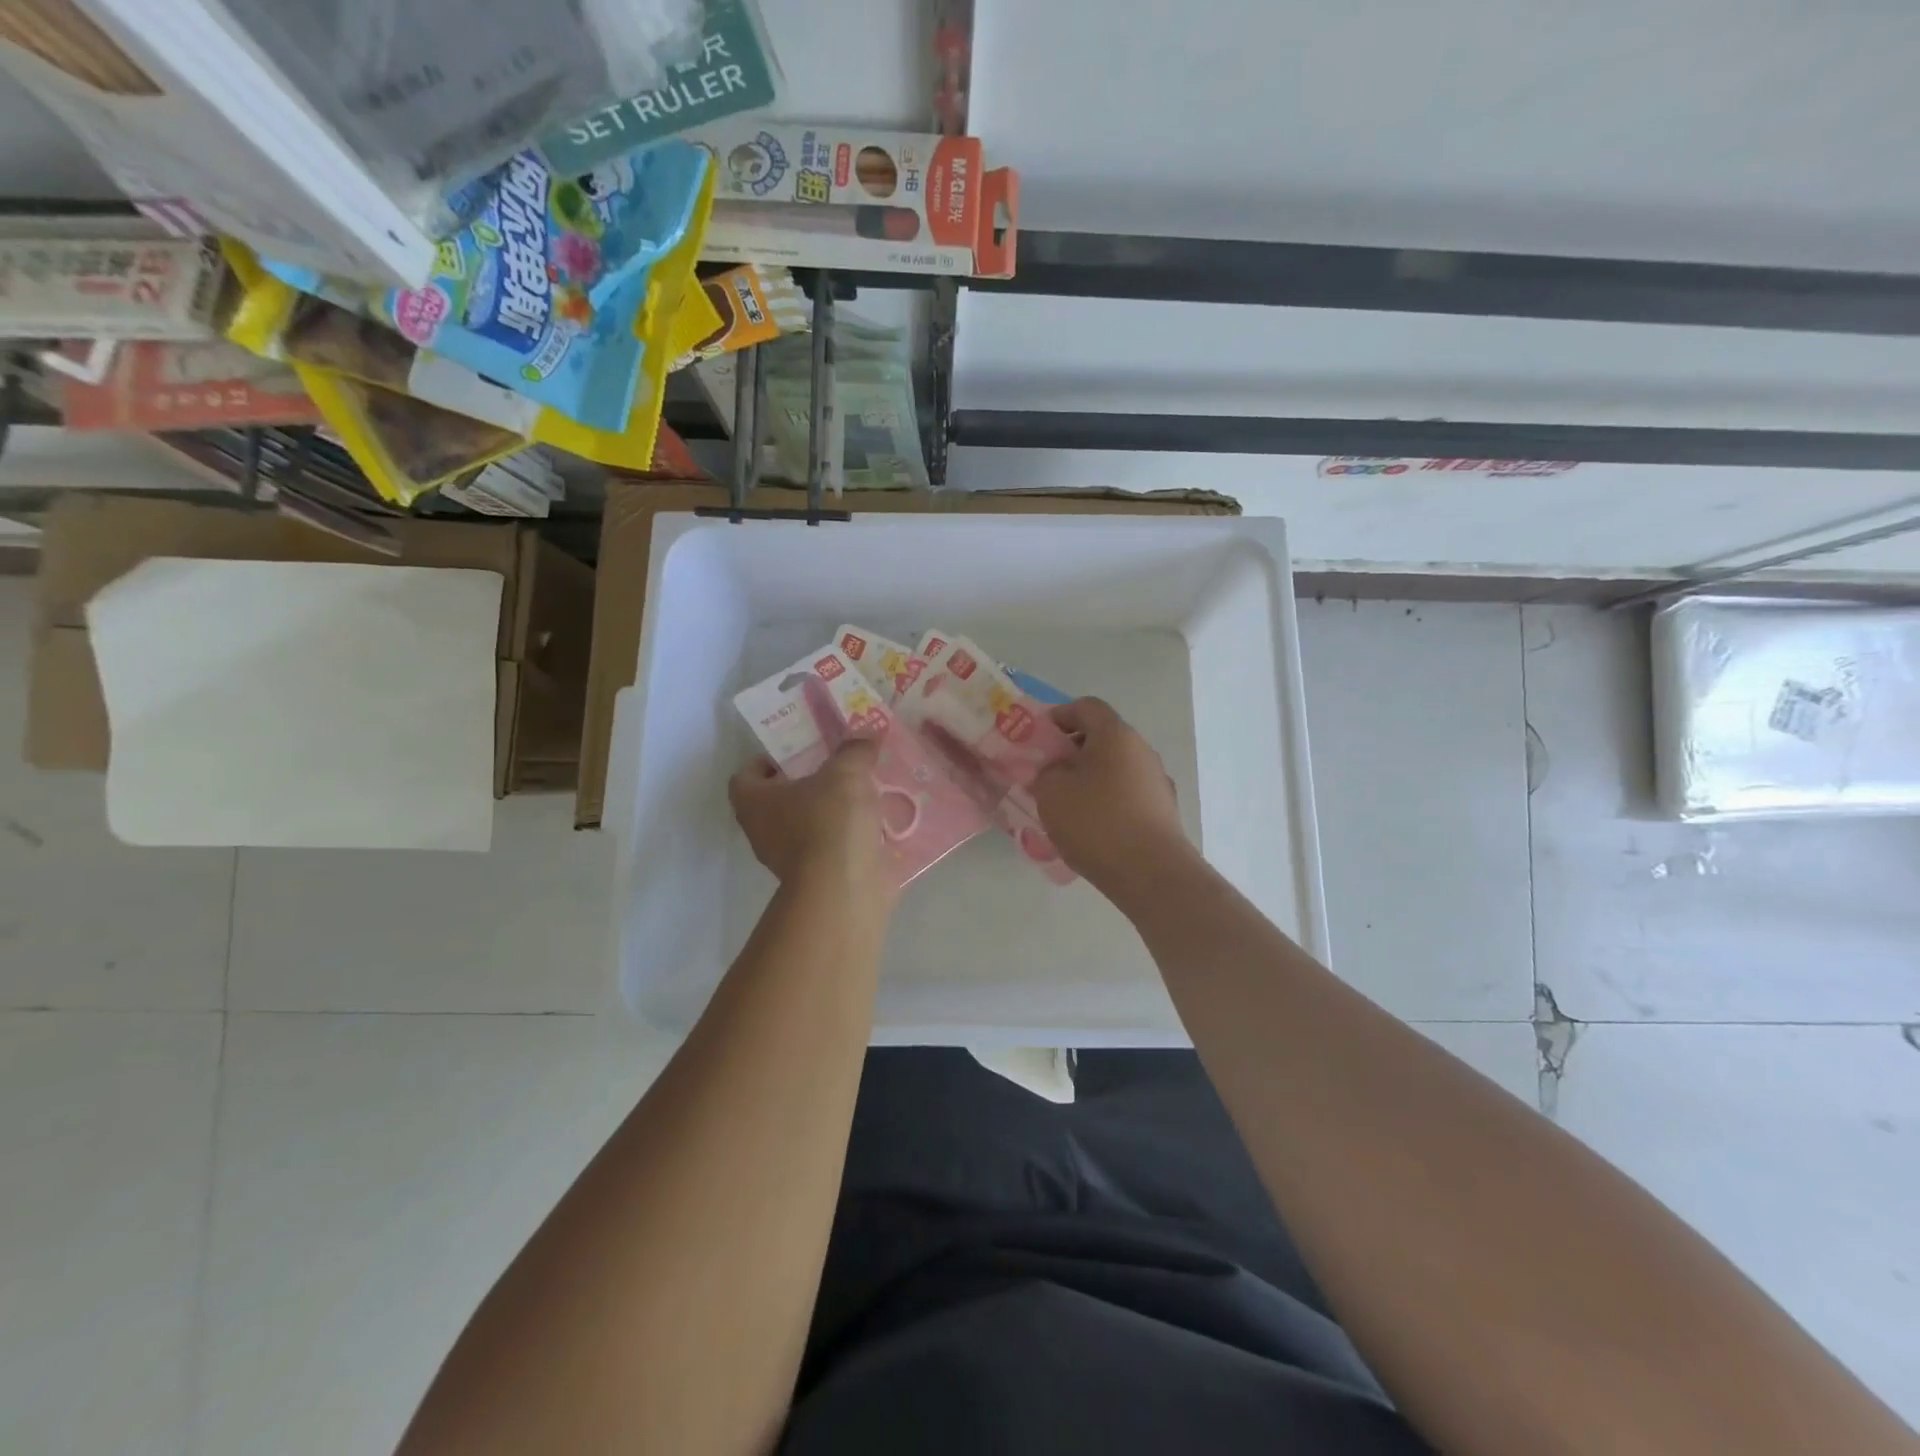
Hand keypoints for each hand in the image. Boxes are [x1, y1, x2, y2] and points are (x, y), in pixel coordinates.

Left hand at [729, 738, 895, 911]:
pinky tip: (878, 822)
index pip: (745, 776)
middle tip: (839, 765)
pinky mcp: (821, 878)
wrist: (845, 890)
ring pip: (810, 825)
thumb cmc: (830, 822)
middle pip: (780, 800)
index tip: (798, 751)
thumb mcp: (846, 772)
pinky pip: (834, 848)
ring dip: (833, 811)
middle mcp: (764, 832)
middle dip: (809, 782)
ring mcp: (791, 860)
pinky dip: (851, 837)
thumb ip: (855, 750)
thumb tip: (866, 735)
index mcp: (755, 802)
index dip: (767, 761)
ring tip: (865, 791)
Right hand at [1032, 697, 1191, 897]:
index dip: (1060, 715)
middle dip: (1073, 750)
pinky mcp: (1163, 810)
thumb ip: (1047, 771)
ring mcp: (1157, 781)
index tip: (1039, 736)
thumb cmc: (1096, 822)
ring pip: (1115, 768)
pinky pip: (1127, 794)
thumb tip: (1058, 770)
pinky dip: (1107, 800)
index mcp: (1115, 735)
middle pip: (1103, 737)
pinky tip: (1091, 827)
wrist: (1150, 873)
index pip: (1086, 707)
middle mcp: (1142, 750)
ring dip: (1090, 777)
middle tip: (1047, 772)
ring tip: (1066, 804)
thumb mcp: (1051, 791)